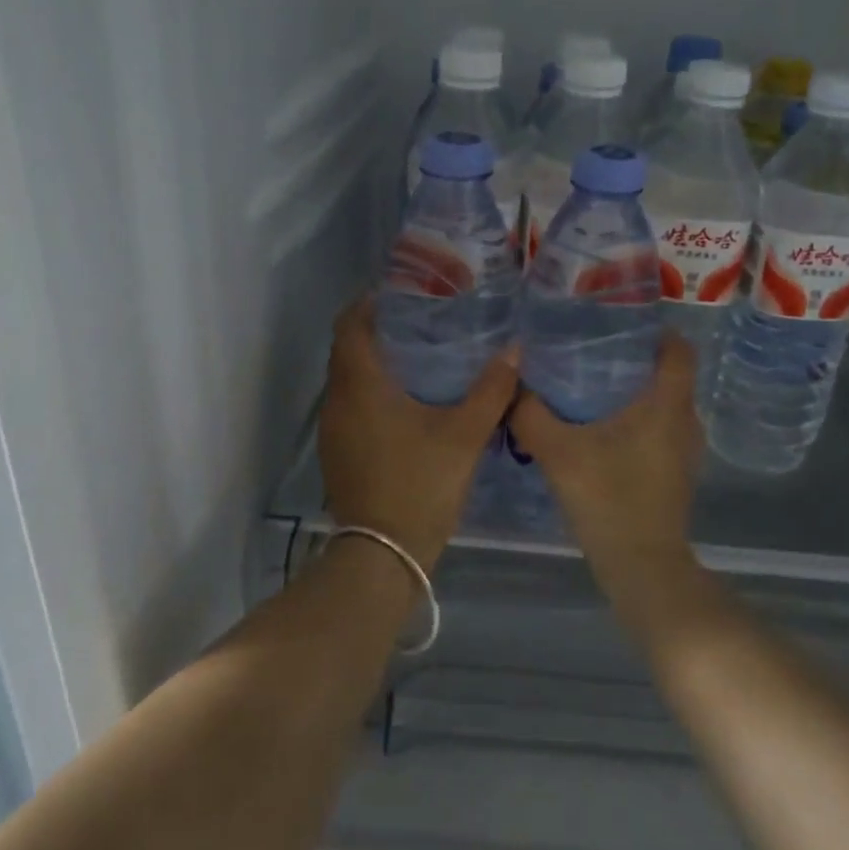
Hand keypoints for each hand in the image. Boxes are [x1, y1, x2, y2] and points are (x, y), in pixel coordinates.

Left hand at [318, 298, 518, 567]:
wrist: (383, 555)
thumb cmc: (420, 485)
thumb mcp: (464, 435)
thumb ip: (491, 390)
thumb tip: (514, 351)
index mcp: (360, 385)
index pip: (350, 324)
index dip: (370, 303)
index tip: (402, 294)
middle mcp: (337, 401)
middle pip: (348, 350)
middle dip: (378, 331)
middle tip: (422, 321)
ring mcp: (333, 430)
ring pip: (349, 380)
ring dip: (375, 364)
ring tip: (419, 357)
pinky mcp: (338, 453)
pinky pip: (351, 406)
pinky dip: (372, 393)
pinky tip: (407, 403)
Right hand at [507, 331, 704, 583]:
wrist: (641, 567)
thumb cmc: (608, 499)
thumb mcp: (558, 453)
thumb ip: (531, 415)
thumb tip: (514, 386)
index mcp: (666, 404)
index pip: (679, 349)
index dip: (656, 330)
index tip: (620, 324)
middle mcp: (684, 421)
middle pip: (669, 374)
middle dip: (635, 358)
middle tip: (592, 351)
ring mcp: (684, 449)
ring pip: (664, 403)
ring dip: (635, 391)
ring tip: (591, 385)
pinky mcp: (676, 472)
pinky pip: (660, 428)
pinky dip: (637, 419)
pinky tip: (601, 430)